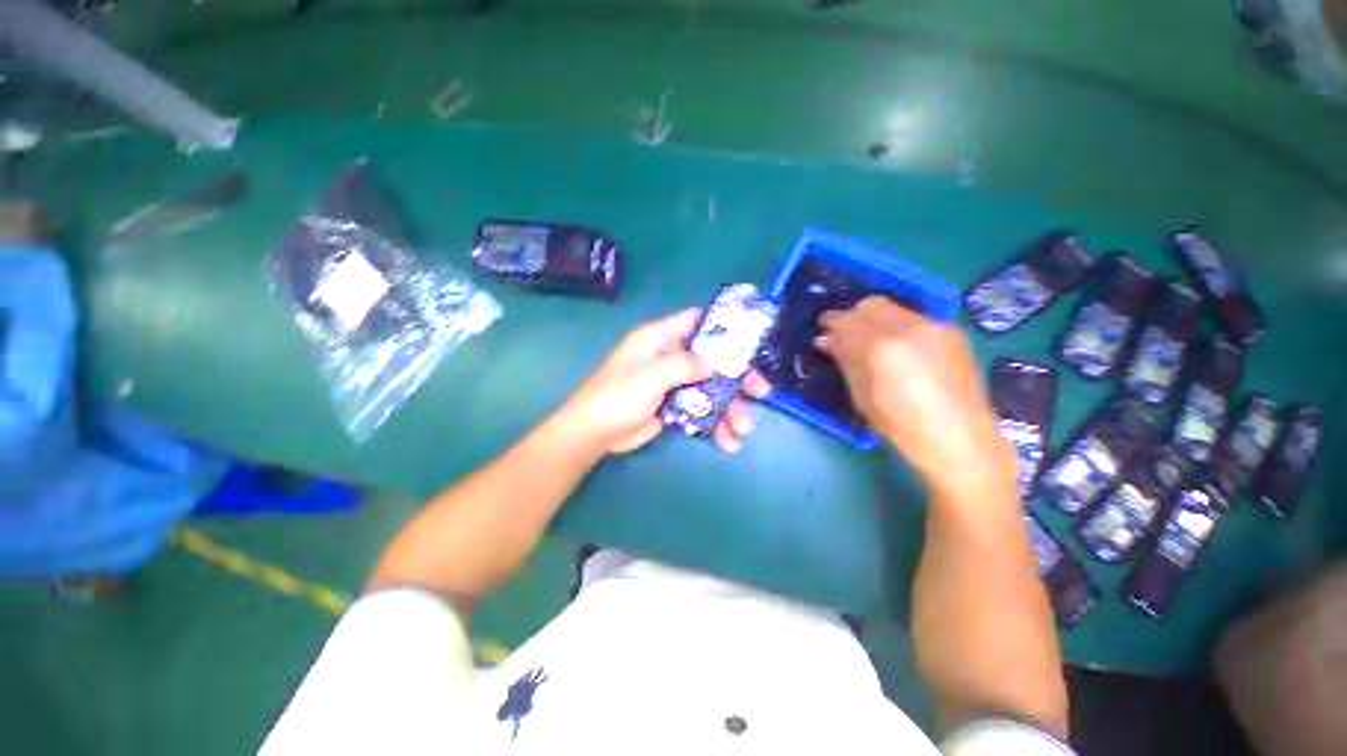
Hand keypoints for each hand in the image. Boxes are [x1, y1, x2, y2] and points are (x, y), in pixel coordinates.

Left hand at [554, 309, 770, 455]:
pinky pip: (702, 409)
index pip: (696, 321)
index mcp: (660, 339)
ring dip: (730, 408)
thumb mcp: (650, 375)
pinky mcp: (674, 406)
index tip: (749, 341)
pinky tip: (727, 440)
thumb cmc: (617, 396)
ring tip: (742, 431)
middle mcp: (670, 357)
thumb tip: (715, 364)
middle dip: (737, 377)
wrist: (595, 434)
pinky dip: (715, 423)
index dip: (723, 327)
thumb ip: (684, 365)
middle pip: (712, 360)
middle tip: (761, 392)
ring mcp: (674, 383)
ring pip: (711, 388)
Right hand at [815, 297, 1015, 499]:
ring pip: (895, 309)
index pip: (847, 321)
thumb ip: (845, 361)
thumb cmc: (901, 426)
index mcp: (881, 347)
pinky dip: (900, 328)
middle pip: (871, 304)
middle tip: (846, 334)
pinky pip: (916, 319)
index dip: (831, 321)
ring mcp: (935, 326)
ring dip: (877, 320)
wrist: (961, 440)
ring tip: (874, 343)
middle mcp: (909, 327)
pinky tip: (901, 350)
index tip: (822, 326)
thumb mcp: (862, 395)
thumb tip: (825, 340)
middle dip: (854, 315)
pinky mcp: (953, 332)